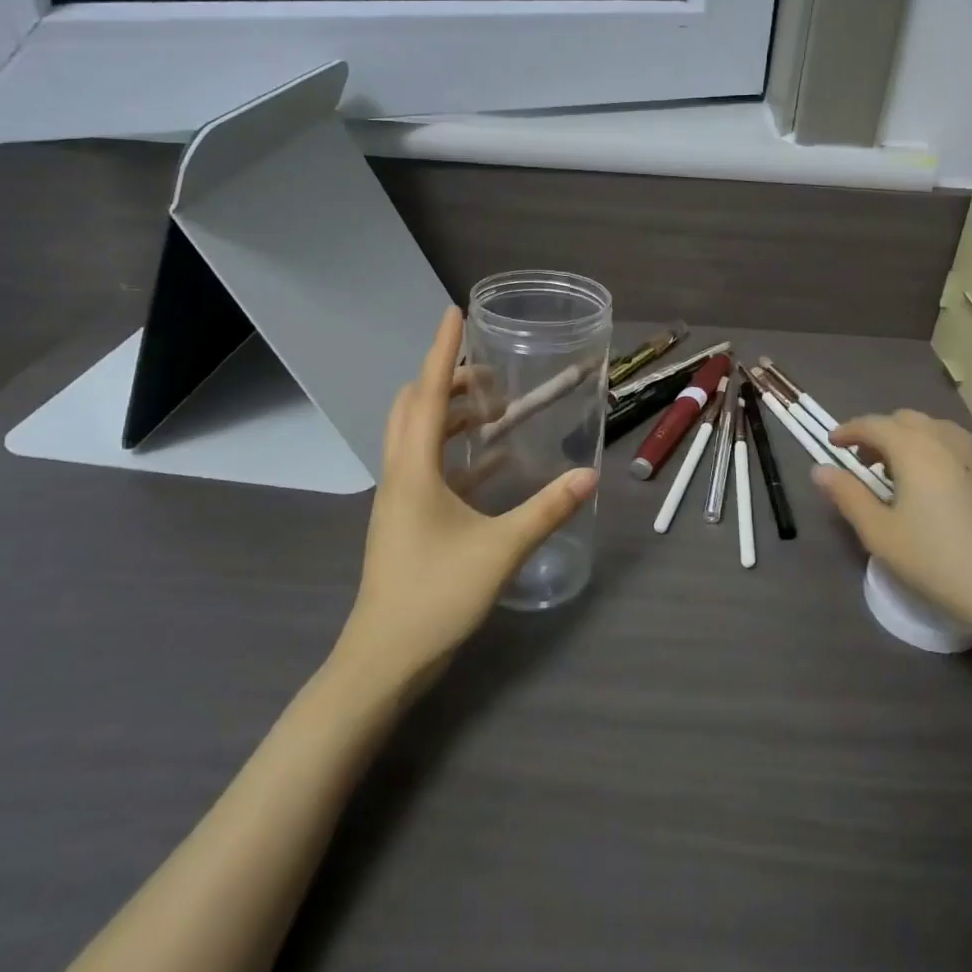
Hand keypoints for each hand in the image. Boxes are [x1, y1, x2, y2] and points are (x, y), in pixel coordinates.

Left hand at [337, 308, 597, 687]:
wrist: (383, 660)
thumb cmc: (435, 596)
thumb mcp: (499, 550)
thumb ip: (546, 510)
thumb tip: (588, 477)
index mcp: (414, 469)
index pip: (429, 393)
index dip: (442, 350)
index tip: (454, 312)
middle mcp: (400, 473)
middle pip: (415, 407)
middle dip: (449, 380)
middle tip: (492, 375)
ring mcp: (399, 498)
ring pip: (419, 436)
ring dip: (452, 415)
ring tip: (495, 410)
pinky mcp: (406, 520)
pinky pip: (429, 468)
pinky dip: (456, 453)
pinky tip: (492, 462)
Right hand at [814, 410, 971, 633]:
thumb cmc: (935, 559)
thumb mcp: (879, 532)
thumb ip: (847, 495)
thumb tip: (820, 470)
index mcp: (914, 449)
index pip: (874, 424)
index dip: (848, 430)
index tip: (832, 444)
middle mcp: (946, 439)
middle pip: (905, 420)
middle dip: (879, 432)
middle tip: (863, 462)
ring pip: (933, 429)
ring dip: (908, 439)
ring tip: (897, 472)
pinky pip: (956, 445)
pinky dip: (934, 450)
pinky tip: (933, 483)